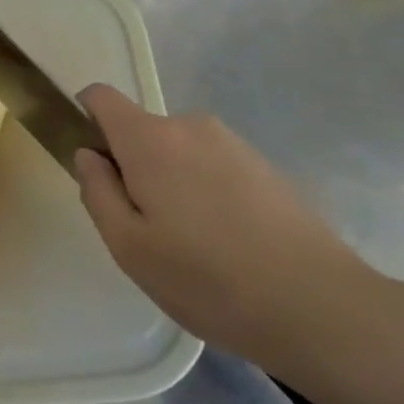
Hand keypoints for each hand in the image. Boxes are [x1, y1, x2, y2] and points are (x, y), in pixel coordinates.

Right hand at [73, 84, 372, 364]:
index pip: (101, 97)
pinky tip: (228, 245)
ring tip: (192, 246)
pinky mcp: (265, 166)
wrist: (318, 305)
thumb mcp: (128, 246)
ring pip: (179, 152)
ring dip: (171, 182)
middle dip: (132, 167)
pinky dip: (206, 192)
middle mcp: (190, 126)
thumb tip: (88, 155)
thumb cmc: (206, 278)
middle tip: (146, 229)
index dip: (85, 119)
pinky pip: (214, 166)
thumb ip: (96, 191)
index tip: (93, 165)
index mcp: (150, 139)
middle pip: (141, 131)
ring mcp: (233, 143)